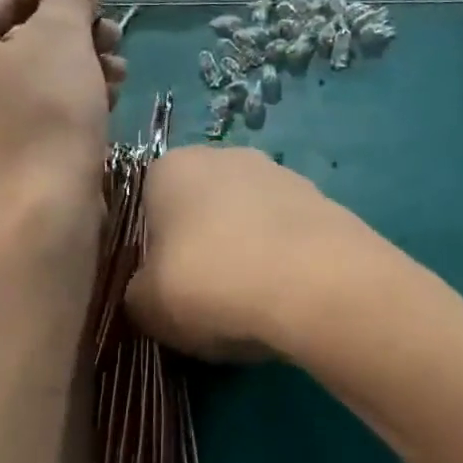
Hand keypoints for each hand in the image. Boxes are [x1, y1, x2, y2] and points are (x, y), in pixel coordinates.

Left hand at [0, 0, 125, 219]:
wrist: (39, 214)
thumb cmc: (45, 115)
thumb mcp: (62, 41)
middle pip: (16, 35)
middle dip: (73, 34)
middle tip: (115, 39)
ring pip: (28, 76)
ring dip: (78, 67)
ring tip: (120, 74)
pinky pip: (28, 110)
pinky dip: (65, 101)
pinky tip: (106, 103)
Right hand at [125, 147, 368, 361]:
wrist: (316, 285)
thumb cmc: (212, 284)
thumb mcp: (147, 306)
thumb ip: (137, 293)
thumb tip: (150, 291)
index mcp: (171, 168)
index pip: (148, 206)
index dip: (154, 252)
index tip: (165, 288)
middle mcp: (226, 157)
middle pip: (202, 210)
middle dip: (203, 249)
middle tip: (208, 299)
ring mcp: (281, 175)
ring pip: (249, 223)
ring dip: (247, 255)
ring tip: (254, 305)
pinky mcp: (324, 201)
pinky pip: (289, 238)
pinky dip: (285, 263)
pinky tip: (289, 298)